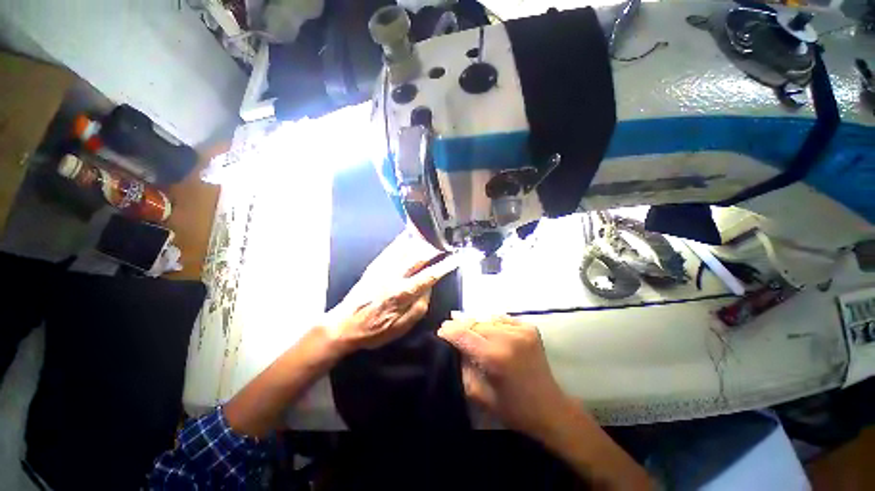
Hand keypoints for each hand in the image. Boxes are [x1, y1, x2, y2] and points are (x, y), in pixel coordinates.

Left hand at [325, 232, 457, 353]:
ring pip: (405, 249)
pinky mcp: (374, 266)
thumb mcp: (402, 327)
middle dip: (434, 248)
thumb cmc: (375, 330)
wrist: (343, 325)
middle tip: (446, 241)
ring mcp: (383, 269)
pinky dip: (401, 239)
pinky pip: (390, 249)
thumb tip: (429, 287)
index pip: (430, 276)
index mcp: (403, 293)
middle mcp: (394, 277)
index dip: (445, 266)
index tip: (457, 257)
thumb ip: (419, 306)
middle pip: (418, 257)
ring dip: (420, 240)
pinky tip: (408, 233)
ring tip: (432, 232)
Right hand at [438, 314, 572, 438]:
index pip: (463, 334)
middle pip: (475, 324)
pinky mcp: (530, 327)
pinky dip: (493, 323)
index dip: (449, 330)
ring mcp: (521, 330)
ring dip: (477, 324)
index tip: (440, 331)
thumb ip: (462, 367)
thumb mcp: (479, 394)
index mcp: (495, 357)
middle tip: (453, 331)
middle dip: (462, 327)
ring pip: (488, 319)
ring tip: (470, 332)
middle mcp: (508, 338)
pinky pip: (502, 319)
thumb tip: (454, 346)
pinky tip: (490, 332)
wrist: (549, 408)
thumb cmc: (513, 408)